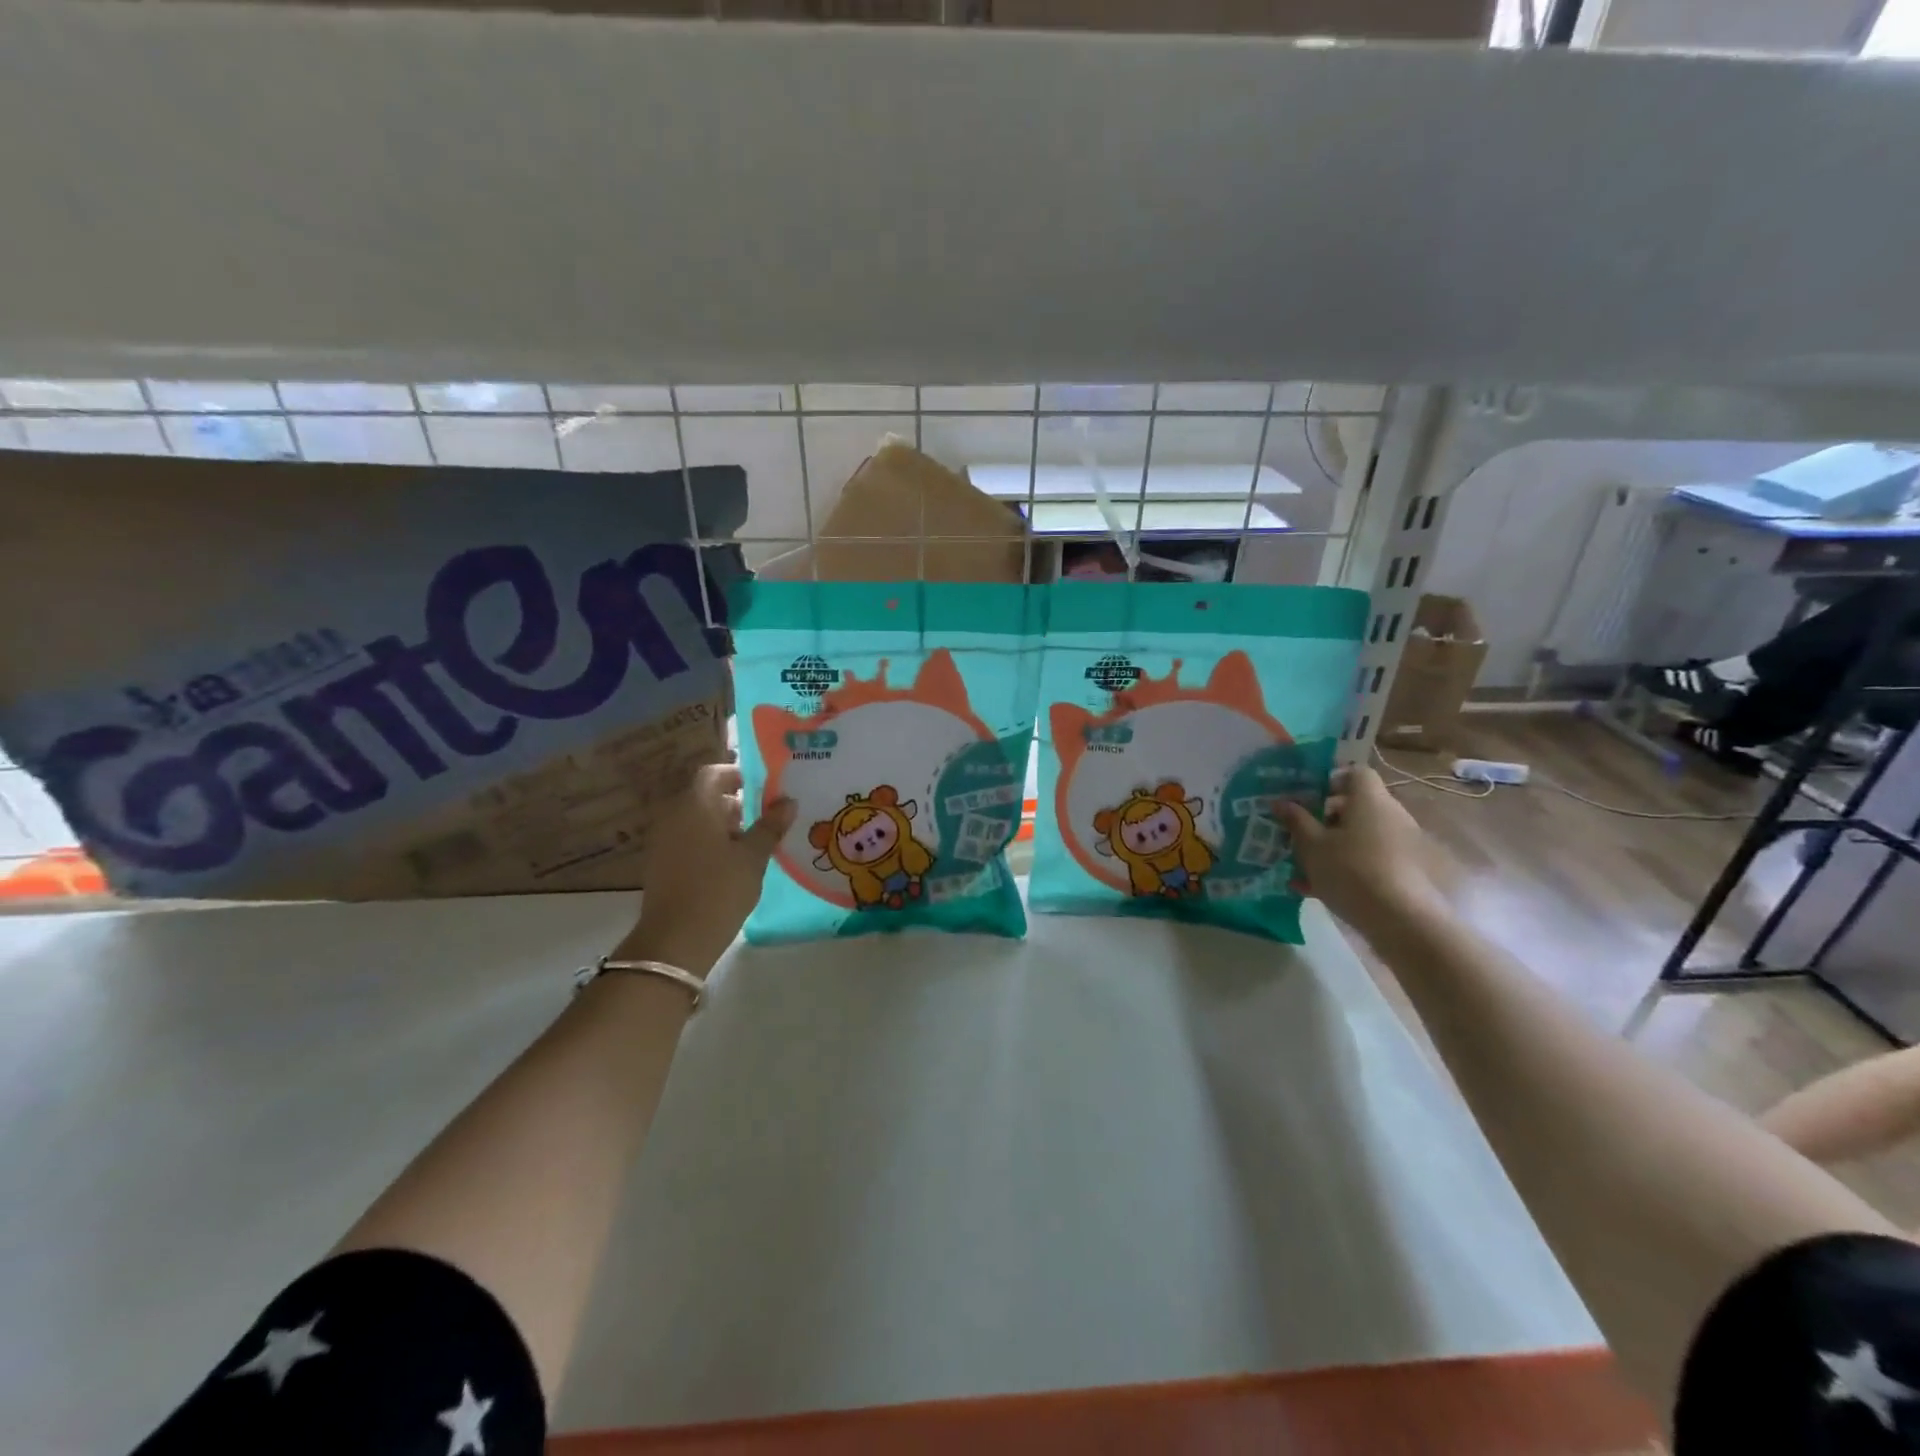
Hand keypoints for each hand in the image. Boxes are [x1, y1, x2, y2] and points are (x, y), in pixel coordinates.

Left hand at [614, 764, 795, 974]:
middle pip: (704, 796)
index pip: (713, 773)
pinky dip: (709, 842)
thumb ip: (770, 825)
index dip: (738, 775)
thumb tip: (788, 801)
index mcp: (695, 806)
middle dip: (734, 802)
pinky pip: (688, 840)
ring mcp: (663, 841)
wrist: (676, 940)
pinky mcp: (660, 864)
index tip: (763, 788)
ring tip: (753, 843)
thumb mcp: (753, 857)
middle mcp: (674, 816)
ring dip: (722, 824)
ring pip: (696, 820)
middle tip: (765, 817)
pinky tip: (731, 864)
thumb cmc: (719, 890)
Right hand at [1280, 765, 1443, 932]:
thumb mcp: (1311, 845)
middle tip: (1298, 832)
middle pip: (1356, 805)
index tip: (1307, 796)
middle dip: (1325, 817)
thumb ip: (1296, 820)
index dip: (1331, 779)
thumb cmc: (1350, 870)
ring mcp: (1400, 844)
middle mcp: (1390, 815)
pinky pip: (1368, 858)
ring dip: (1332, 844)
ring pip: (1360, 835)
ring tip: (1300, 865)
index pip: (1355, 773)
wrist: (1400, 920)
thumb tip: (1280, 802)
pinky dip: (1344, 866)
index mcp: (1369, 800)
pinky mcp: (1402, 870)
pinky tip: (1314, 888)